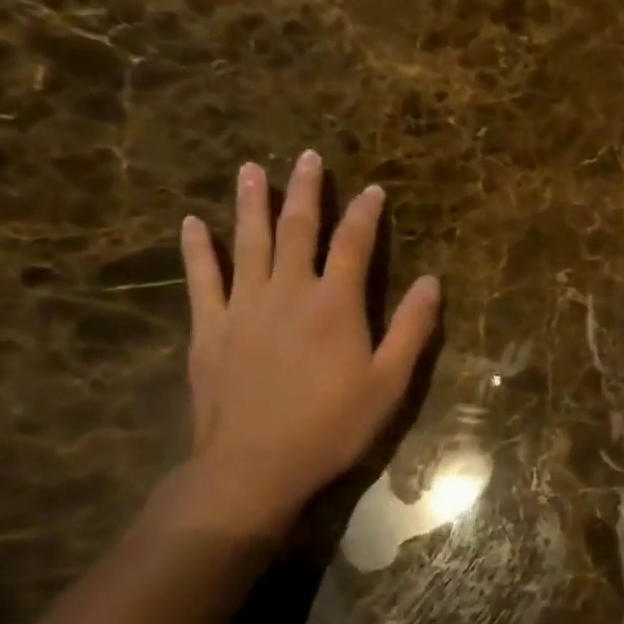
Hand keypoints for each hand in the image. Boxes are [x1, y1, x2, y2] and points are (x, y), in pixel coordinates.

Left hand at [154, 151, 439, 540]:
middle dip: (306, 191)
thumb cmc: (331, 426)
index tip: (373, 190)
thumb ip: (413, 328)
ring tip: (251, 170)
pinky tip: (192, 224)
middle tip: (307, 157)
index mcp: (335, 304)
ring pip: (249, 243)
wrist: (252, 467)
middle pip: (298, 229)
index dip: (365, 214)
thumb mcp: (389, 382)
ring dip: (251, 204)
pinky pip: (202, 279)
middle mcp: (289, 292)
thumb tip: (432, 281)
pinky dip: (197, 250)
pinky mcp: (210, 328)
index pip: (354, 244)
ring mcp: (244, 307)